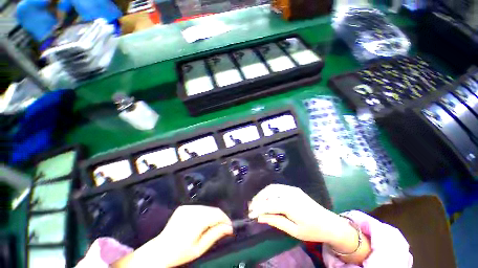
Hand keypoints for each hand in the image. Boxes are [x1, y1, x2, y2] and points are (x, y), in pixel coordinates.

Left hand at [118, 205, 232, 267]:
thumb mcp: (200, 248)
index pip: (217, 214)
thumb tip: (229, 228)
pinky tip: (201, 222)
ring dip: (212, 216)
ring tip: (212, 226)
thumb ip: (215, 235)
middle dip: (219, 218)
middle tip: (222, 228)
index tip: (230, 227)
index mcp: (197, 220)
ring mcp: (187, 207)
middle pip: (213, 209)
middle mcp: (193, 210)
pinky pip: (199, 208)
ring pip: (207, 208)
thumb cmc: (181, 253)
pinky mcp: (184, 207)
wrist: (160, 250)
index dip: (225, 219)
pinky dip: (203, 214)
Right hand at [248, 184, 343, 243]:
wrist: (330, 223)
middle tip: (251, 208)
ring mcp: (292, 189)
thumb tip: (259, 217)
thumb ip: (275, 221)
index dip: (258, 208)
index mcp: (291, 205)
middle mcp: (290, 193)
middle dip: (258, 199)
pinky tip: (266, 199)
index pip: (269, 204)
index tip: (250, 214)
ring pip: (272, 187)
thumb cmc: (312, 231)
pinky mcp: (293, 189)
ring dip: (262, 194)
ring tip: (256, 203)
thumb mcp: (293, 231)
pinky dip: (268, 192)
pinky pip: (277, 187)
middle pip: (269, 192)